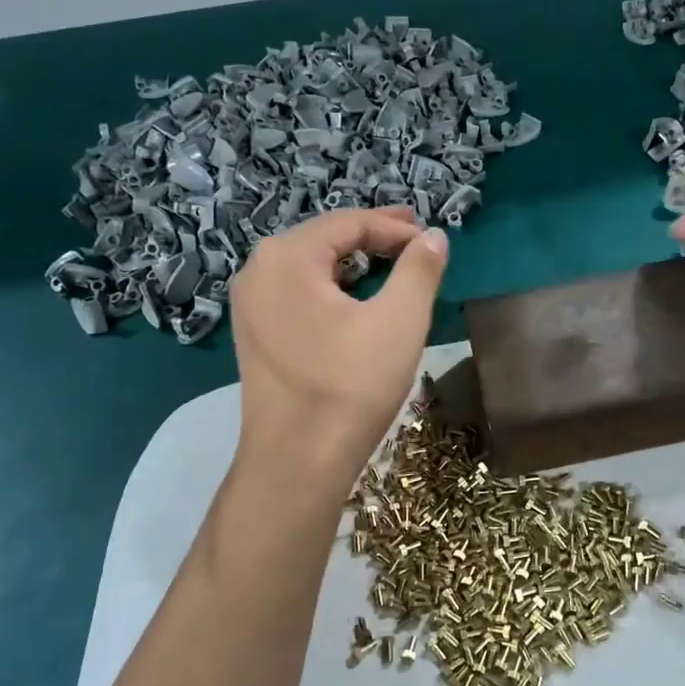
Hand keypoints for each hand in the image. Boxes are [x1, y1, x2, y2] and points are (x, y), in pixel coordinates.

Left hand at [228, 207, 448, 491]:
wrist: (298, 461)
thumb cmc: (350, 386)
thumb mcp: (399, 321)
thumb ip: (419, 270)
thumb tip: (434, 236)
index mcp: (287, 257)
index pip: (348, 223)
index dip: (395, 228)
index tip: (431, 239)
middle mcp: (258, 271)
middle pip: (324, 239)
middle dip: (372, 238)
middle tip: (414, 240)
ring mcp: (250, 305)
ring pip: (310, 267)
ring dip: (353, 263)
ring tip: (391, 265)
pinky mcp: (255, 335)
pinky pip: (298, 294)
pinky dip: (332, 288)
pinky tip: (356, 300)